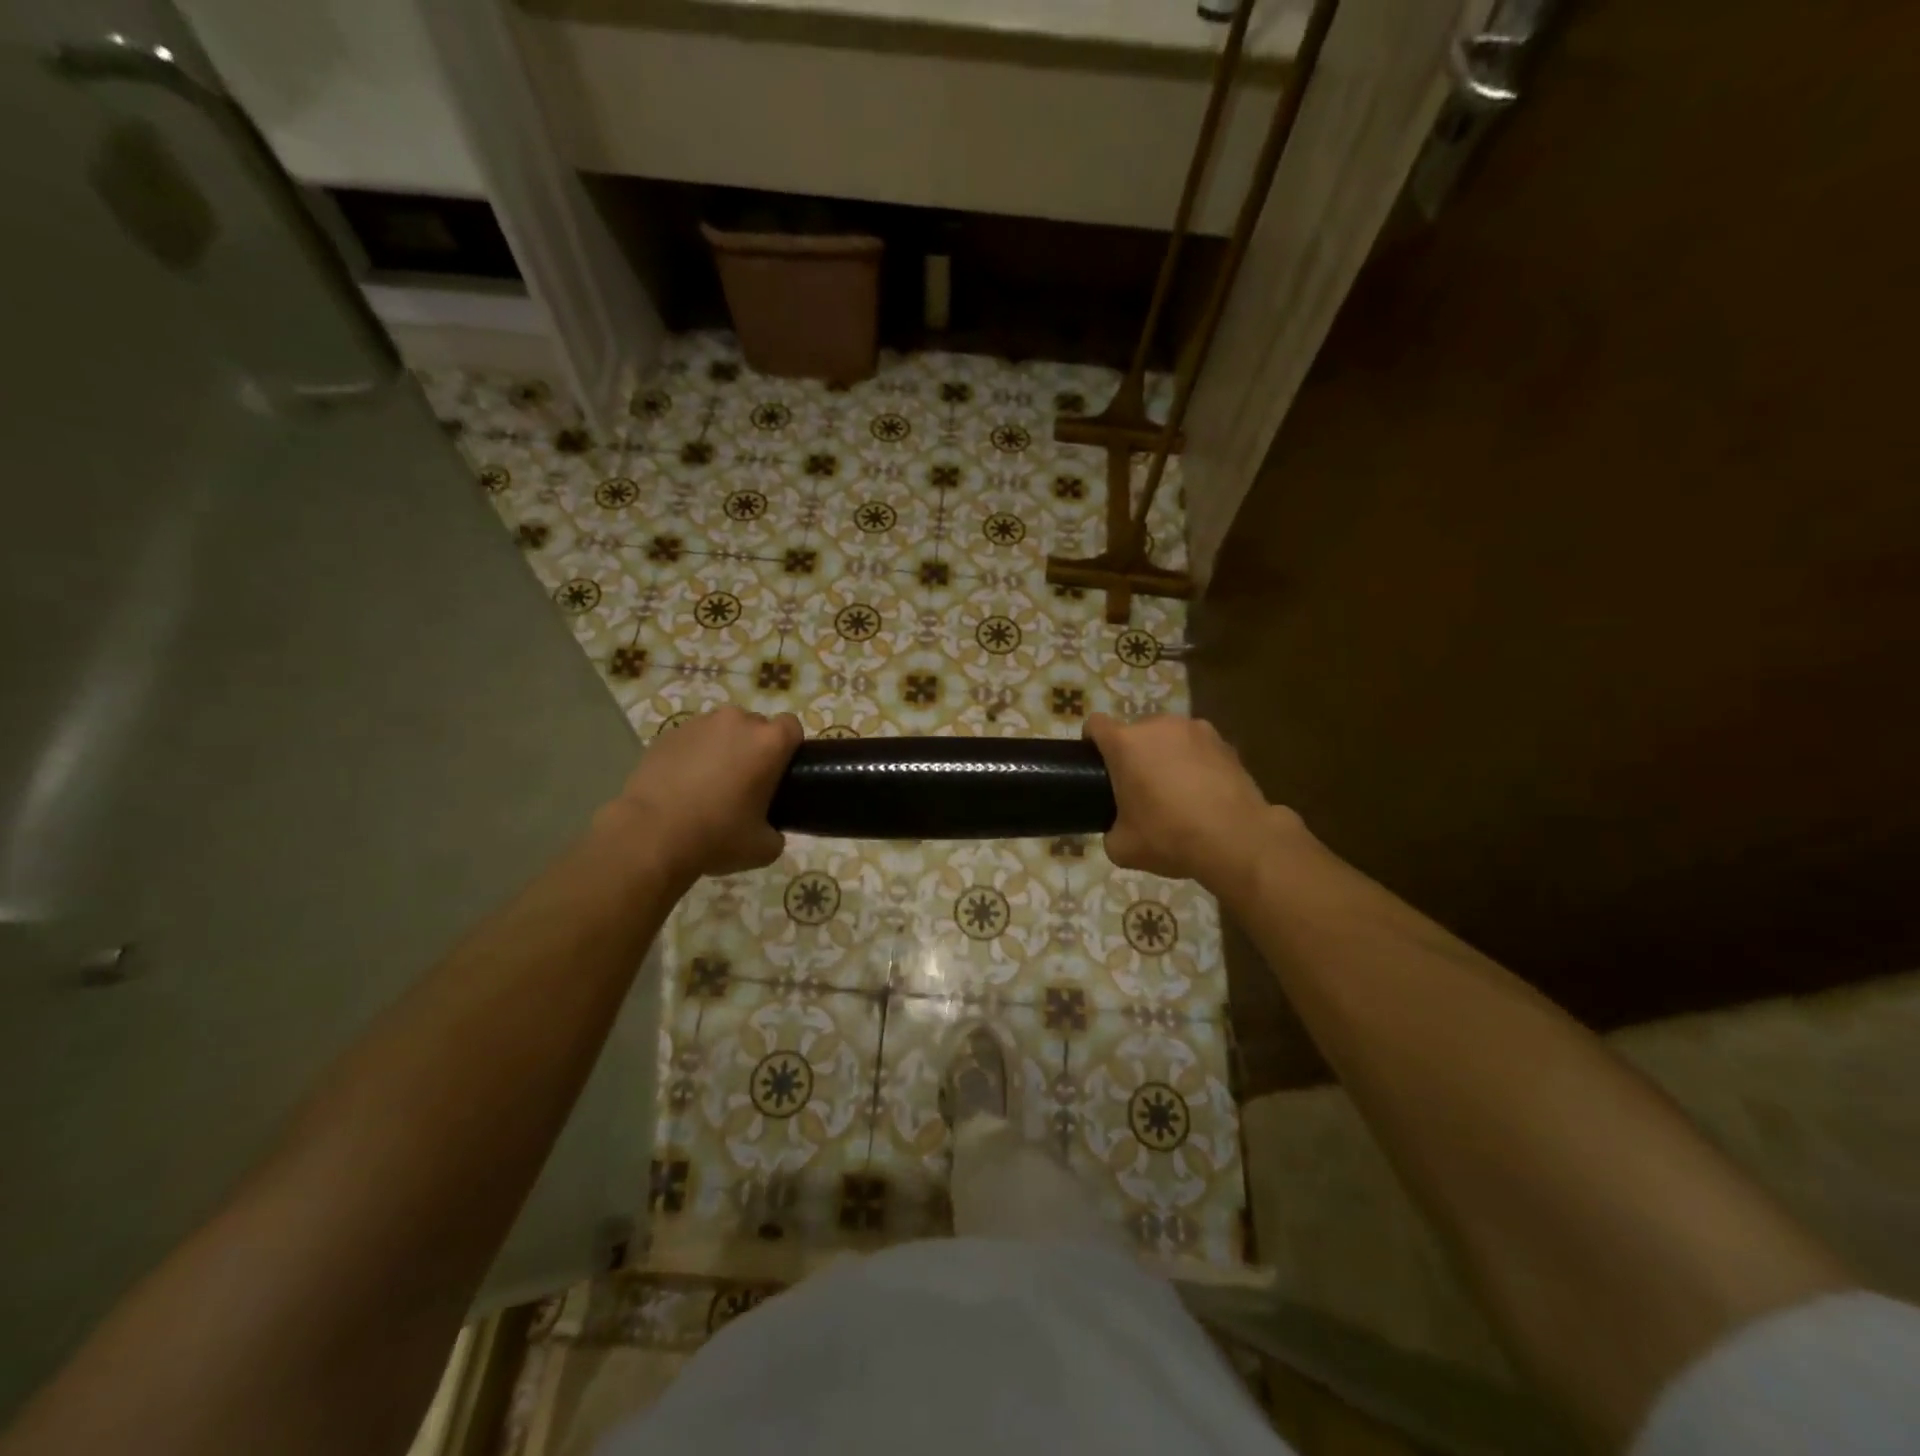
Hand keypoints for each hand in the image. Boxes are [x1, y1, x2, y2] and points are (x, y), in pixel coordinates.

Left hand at [604, 707, 802, 882]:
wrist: (650, 836)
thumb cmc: (717, 837)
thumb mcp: (764, 848)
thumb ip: (777, 832)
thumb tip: (770, 830)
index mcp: (769, 742)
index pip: (791, 726)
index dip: (788, 748)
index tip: (779, 773)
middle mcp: (737, 722)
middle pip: (755, 726)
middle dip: (753, 748)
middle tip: (744, 783)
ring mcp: (699, 724)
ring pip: (722, 730)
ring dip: (722, 748)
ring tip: (708, 783)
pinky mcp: (667, 733)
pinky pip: (691, 739)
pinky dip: (692, 755)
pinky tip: (681, 785)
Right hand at [1084, 713, 1295, 892]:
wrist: (1237, 840)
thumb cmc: (1170, 837)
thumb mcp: (1122, 847)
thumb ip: (1110, 829)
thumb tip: (1118, 827)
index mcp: (1125, 743)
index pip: (1095, 725)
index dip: (1091, 743)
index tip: (1095, 767)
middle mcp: (1158, 726)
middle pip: (1134, 732)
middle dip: (1132, 754)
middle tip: (1139, 790)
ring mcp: (1195, 729)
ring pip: (1167, 738)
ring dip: (1165, 756)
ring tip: (1176, 791)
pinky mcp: (1225, 742)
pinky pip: (1197, 747)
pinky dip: (1194, 763)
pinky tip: (1204, 793)